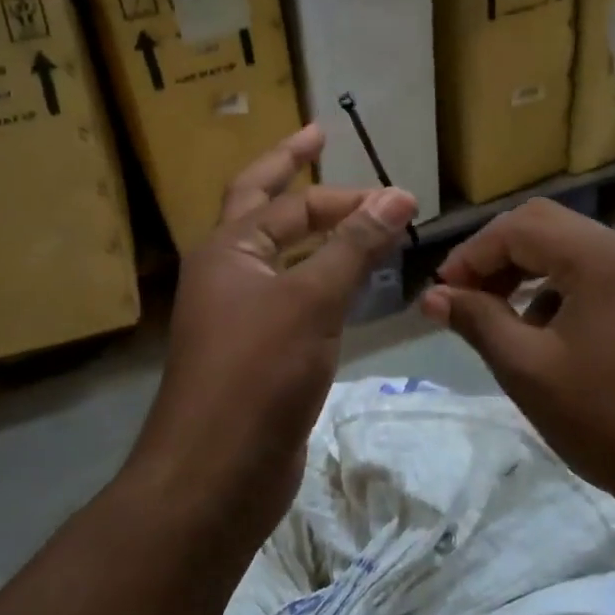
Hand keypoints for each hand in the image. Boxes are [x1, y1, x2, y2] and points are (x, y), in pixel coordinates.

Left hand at [130, 124, 417, 530]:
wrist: (216, 473)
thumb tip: (398, 194)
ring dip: (319, 235)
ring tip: (358, 218)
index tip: (390, 189)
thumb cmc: (257, 373)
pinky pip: (296, 300)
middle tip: (322, 140)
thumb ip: (355, 246)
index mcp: (227, 249)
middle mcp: (228, 274)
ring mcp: (242, 315)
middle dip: (295, 176)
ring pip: (285, 258)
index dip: (334, 185)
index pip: (284, 198)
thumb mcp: (311, 300)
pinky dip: (324, 282)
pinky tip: (352, 285)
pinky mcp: (261, 352)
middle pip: (266, 210)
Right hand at [418, 199, 614, 515]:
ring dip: (525, 270)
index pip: (520, 227)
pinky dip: (556, 288)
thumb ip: (477, 320)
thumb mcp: (527, 369)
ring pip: (568, 247)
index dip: (472, 253)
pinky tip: (539, 331)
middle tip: (464, 295)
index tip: (442, 293)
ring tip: (494, 313)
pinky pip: (592, 273)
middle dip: (497, 255)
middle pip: (545, 225)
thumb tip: (433, 297)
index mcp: (600, 258)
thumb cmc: (606, 419)